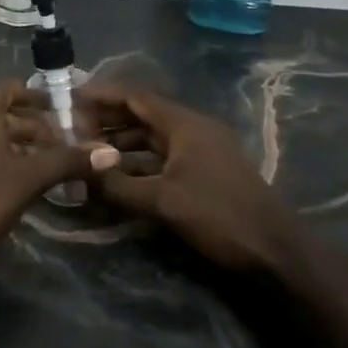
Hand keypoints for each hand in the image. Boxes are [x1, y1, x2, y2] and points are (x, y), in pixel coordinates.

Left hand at [0, 81, 118, 262]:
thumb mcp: (29, 179)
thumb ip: (68, 161)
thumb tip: (111, 152)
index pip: (10, 88)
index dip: (38, 98)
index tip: (64, 113)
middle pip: (1, 112)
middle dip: (33, 127)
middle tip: (64, 147)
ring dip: (17, 145)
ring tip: (47, 167)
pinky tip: (16, 182)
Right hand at [75, 83, 299, 270]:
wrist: (276, 252)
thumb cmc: (219, 216)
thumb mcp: (162, 201)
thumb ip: (117, 186)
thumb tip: (77, 174)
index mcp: (185, 124)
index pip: (136, 96)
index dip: (102, 95)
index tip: (70, 98)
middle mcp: (193, 130)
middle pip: (142, 115)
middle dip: (107, 121)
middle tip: (71, 130)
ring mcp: (201, 152)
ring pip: (151, 139)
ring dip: (120, 144)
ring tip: (86, 153)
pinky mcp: (204, 173)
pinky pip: (162, 159)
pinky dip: (138, 164)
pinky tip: (116, 178)